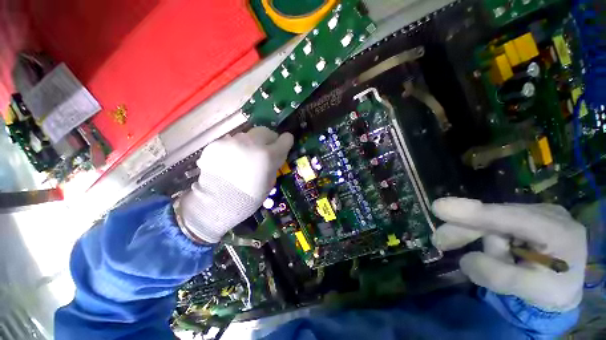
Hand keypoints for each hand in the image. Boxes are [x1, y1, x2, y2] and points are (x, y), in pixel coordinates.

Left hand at [178, 127, 293, 242]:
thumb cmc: (250, 196)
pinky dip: (234, 148)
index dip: (286, 141)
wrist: (217, 202)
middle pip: (265, 131)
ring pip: (247, 135)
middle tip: (265, 148)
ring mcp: (232, 141)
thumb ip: (274, 163)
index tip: (284, 143)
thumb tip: (275, 154)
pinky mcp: (217, 144)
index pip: (285, 139)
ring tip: (244, 157)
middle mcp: (251, 144)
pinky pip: (231, 141)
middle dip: (268, 138)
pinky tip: (230, 161)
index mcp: (268, 155)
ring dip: (250, 143)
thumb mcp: (270, 181)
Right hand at [431, 197, 586, 311]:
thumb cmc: (552, 291)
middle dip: (465, 228)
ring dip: (473, 236)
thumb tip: (465, 259)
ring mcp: (533, 213)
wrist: (563, 287)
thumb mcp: (533, 291)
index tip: (439, 207)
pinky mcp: (521, 218)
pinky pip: (493, 224)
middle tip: (439, 241)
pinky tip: (486, 249)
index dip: (475, 213)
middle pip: (495, 217)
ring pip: (491, 221)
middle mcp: (546, 214)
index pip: (512, 219)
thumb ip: (499, 276)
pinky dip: (480, 235)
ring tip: (464, 250)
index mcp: (559, 231)